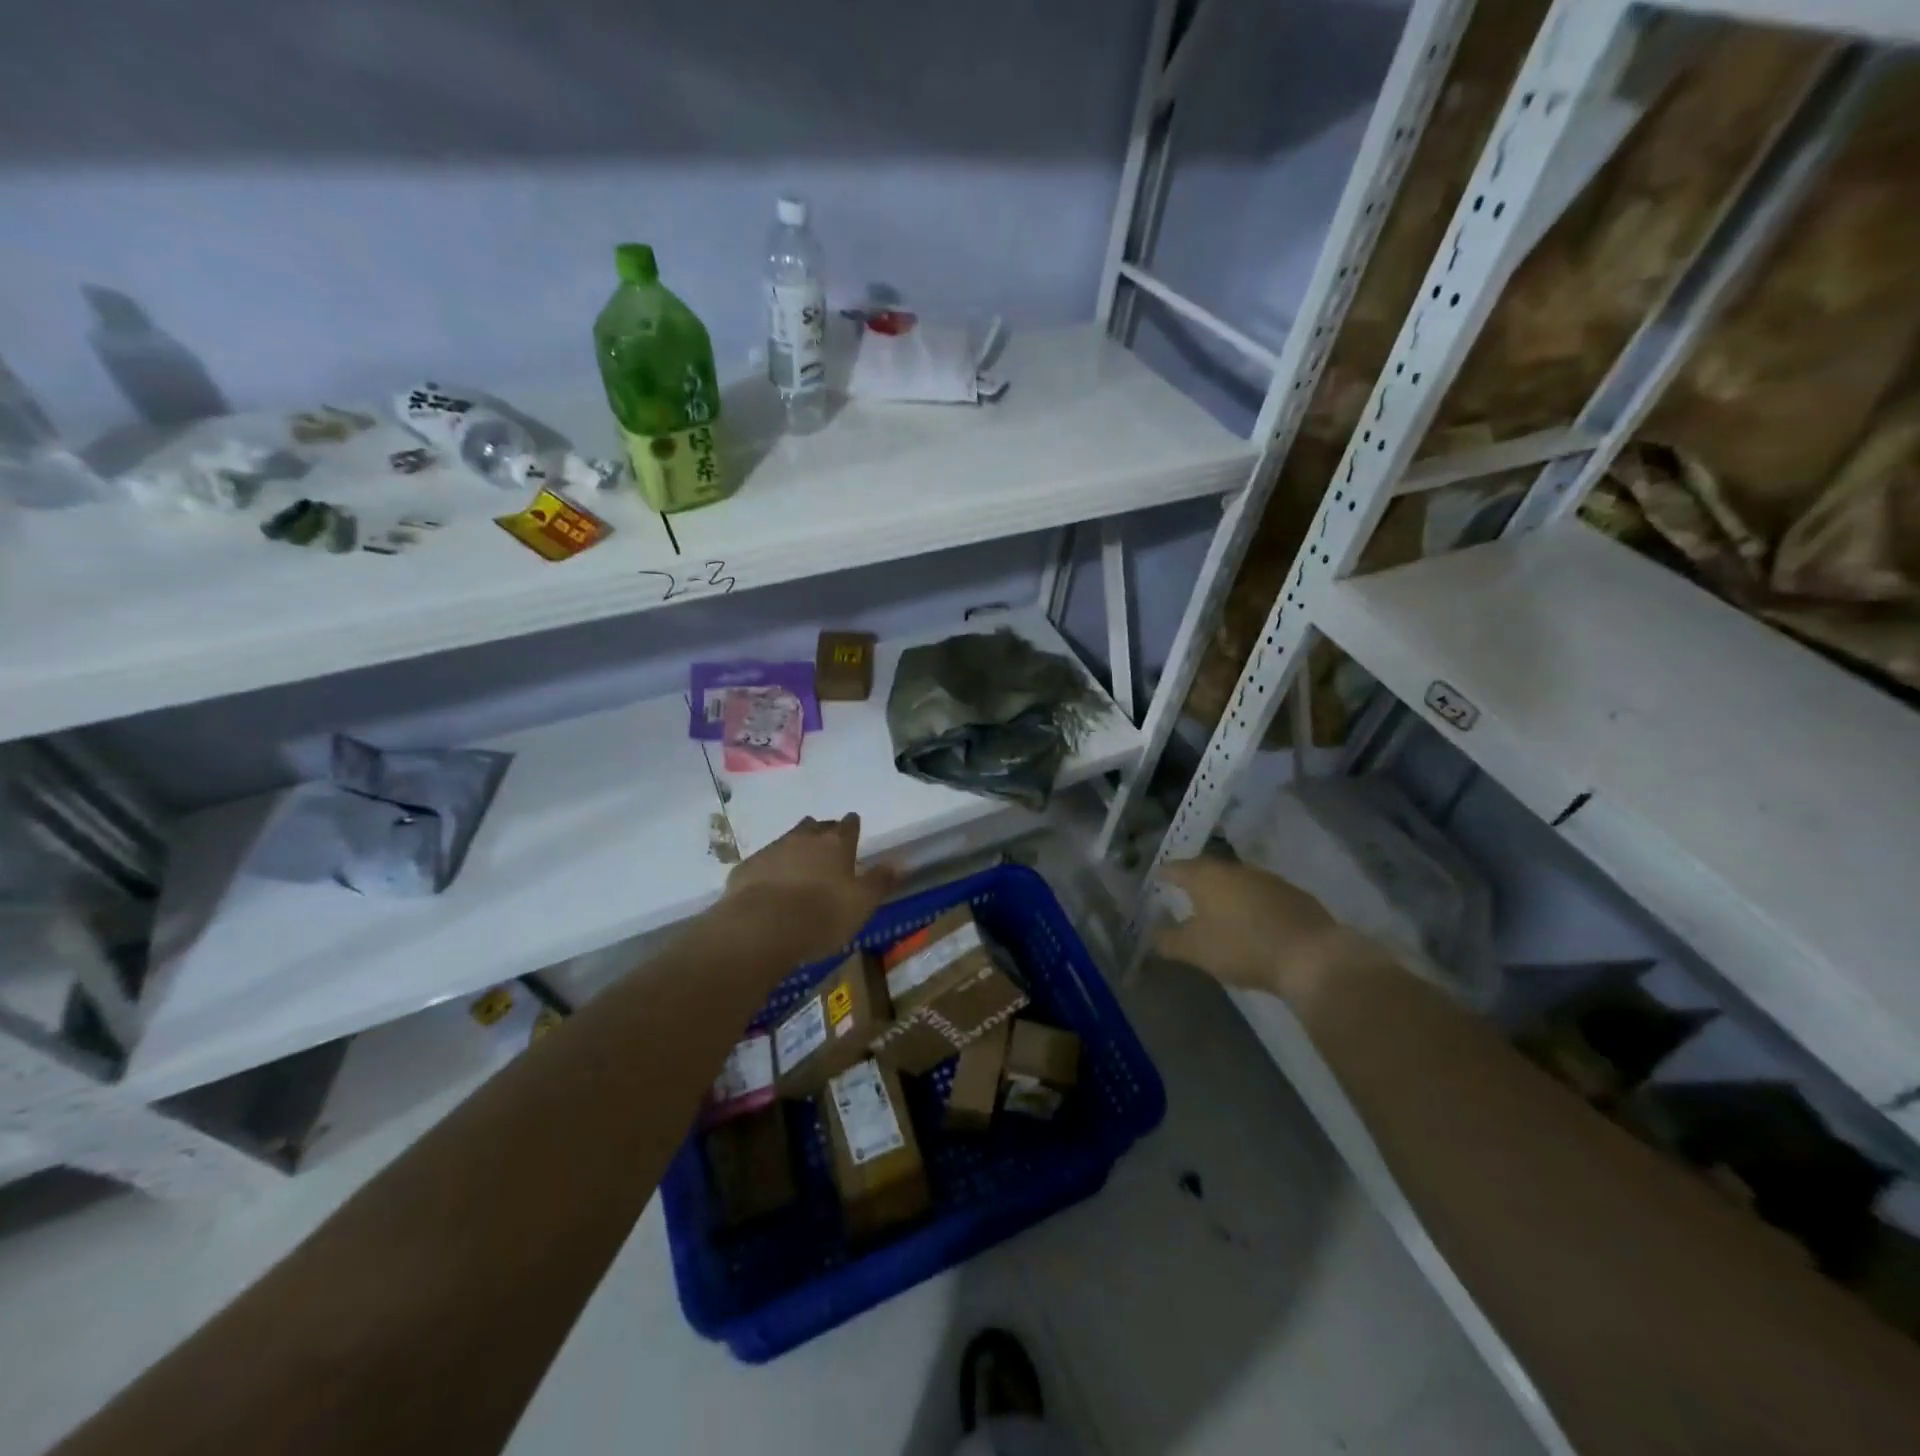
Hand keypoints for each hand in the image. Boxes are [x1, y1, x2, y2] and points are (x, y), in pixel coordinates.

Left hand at [723, 814, 896, 963]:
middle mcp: (804, 839)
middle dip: (823, 832)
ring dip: (795, 848)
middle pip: (816, 827)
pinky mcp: (746, 867)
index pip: (848, 825)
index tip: (853, 826)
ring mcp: (772, 850)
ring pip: (788, 840)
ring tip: (799, 864)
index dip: (852, 826)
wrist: (761, 928)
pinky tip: (769, 885)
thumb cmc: (822, 916)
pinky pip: (763, 862)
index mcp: (836, 845)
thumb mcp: (862, 904)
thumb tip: (900, 863)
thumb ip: (880, 882)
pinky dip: (770, 868)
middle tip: (827, 845)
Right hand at [1152, 855, 1354, 1000]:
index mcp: (1205, 876)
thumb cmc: (1242, 947)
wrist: (1310, 956)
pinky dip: (1250, 902)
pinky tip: (1252, 920)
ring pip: (1236, 880)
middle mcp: (1234, 869)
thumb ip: (1167, 940)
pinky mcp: (1293, 894)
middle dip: (1194, 880)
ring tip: (1217, 908)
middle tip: (1184, 893)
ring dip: (1225, 891)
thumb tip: (1152, 932)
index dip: (1163, 874)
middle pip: (1206, 869)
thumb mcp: (1195, 950)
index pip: (1175, 867)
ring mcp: (1266, 878)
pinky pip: (1261, 893)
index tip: (1156, 880)